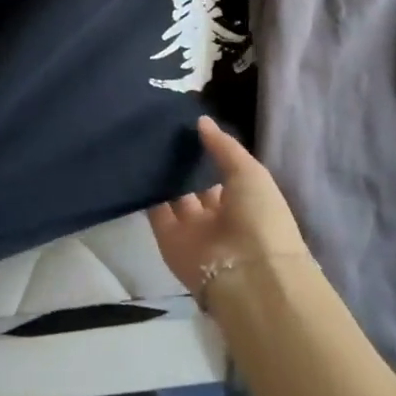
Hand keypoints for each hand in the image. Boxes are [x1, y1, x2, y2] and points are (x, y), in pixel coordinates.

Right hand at [148, 118, 309, 294]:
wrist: (247, 274)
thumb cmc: (260, 217)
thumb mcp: (249, 172)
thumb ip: (223, 146)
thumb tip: (201, 121)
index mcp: (245, 201)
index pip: (222, 173)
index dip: (208, 151)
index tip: (188, 126)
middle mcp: (218, 216)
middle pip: (195, 186)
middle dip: (182, 163)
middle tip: (161, 131)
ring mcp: (192, 230)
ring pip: (174, 198)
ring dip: (163, 176)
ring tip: (145, 141)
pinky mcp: (169, 240)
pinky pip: (155, 213)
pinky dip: (146, 194)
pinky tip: (136, 165)